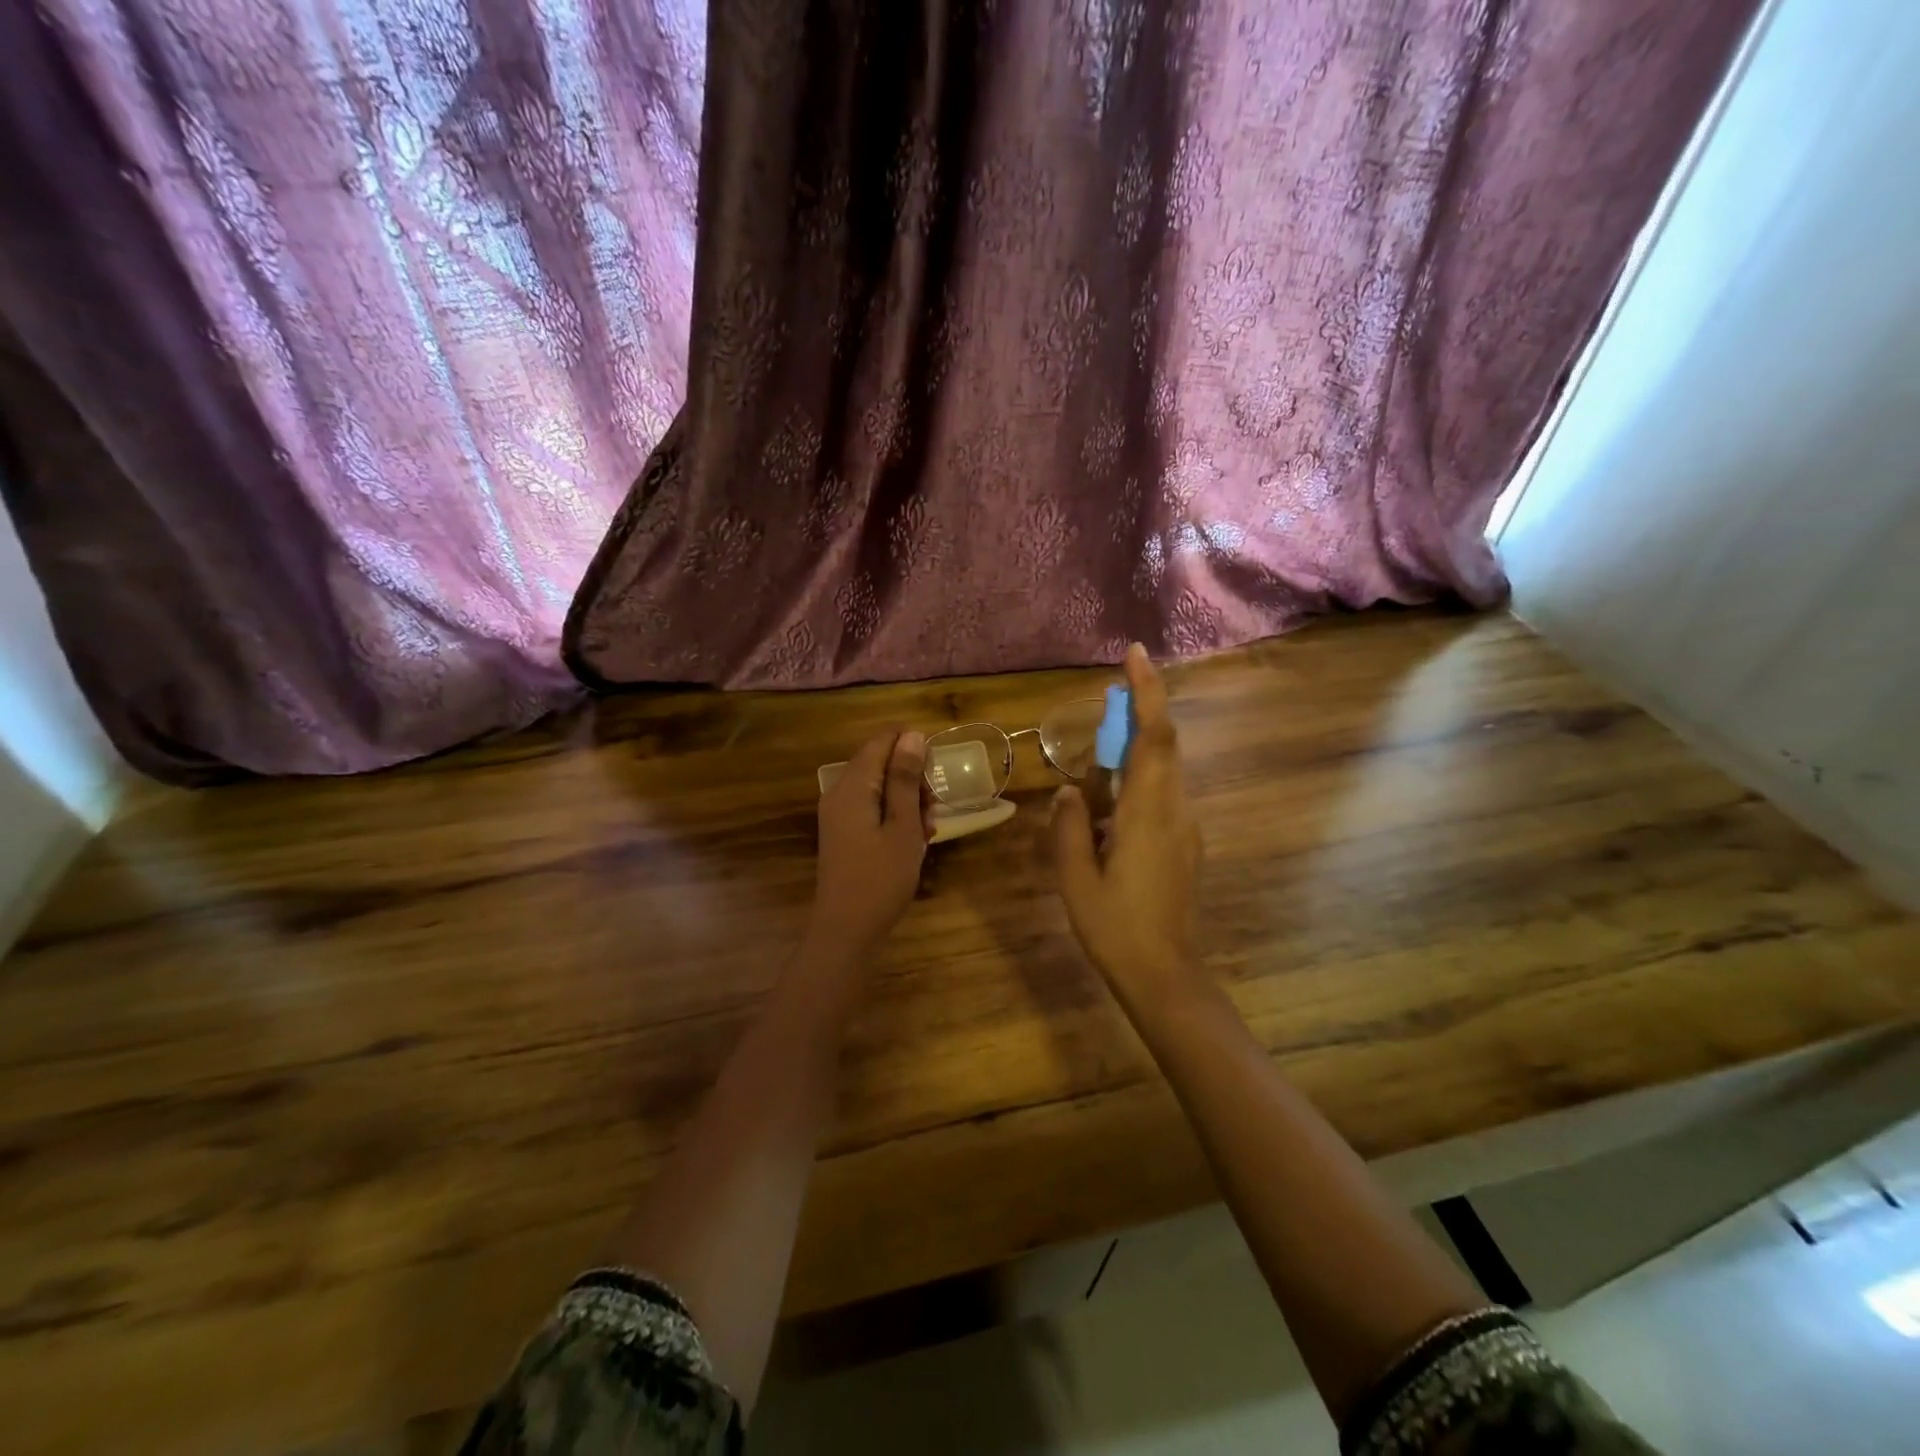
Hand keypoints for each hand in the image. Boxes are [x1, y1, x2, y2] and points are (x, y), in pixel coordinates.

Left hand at [810, 729, 932, 956]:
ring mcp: (839, 814)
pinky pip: (872, 809)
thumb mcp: (902, 826)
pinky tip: (913, 841)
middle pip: (880, 763)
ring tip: (927, 829)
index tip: (935, 773)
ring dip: (907, 801)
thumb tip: (912, 736)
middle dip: (912, 779)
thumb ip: (905, 779)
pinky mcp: (844, 833)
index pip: (881, 741)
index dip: (912, 746)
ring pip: (879, 788)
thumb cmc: (880, 878)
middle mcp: (840, 793)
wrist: (846, 931)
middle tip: (932, 809)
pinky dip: (894, 817)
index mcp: (852, 786)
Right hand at [1052, 645, 1203, 1007]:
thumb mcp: (1076, 879)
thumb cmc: (1116, 928)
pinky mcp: (1185, 844)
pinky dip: (1139, 779)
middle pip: (1164, 745)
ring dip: (1138, 746)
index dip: (1148, 692)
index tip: (1135, 655)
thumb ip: (1070, 827)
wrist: (1165, 975)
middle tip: (1110, 694)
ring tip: (1100, 752)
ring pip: (1164, 770)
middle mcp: (1175, 811)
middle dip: (1141, 710)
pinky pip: (1162, 795)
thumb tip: (1071, 791)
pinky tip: (1109, 802)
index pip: (1155, 737)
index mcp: (1148, 813)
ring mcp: (1185, 828)